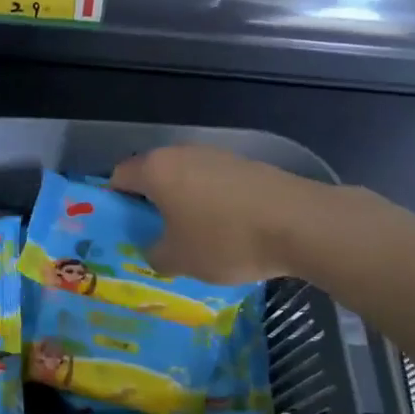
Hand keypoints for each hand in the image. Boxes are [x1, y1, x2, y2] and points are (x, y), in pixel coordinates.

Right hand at [109, 145, 333, 283]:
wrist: (300, 224)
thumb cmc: (226, 240)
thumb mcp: (179, 260)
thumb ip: (154, 255)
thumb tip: (155, 250)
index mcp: (156, 170)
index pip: (118, 177)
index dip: (114, 202)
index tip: (120, 229)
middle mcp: (182, 154)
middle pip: (153, 176)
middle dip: (150, 205)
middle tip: (153, 237)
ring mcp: (217, 156)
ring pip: (186, 179)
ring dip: (183, 204)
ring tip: (192, 238)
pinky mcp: (246, 166)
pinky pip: (214, 184)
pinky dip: (212, 204)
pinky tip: (226, 231)